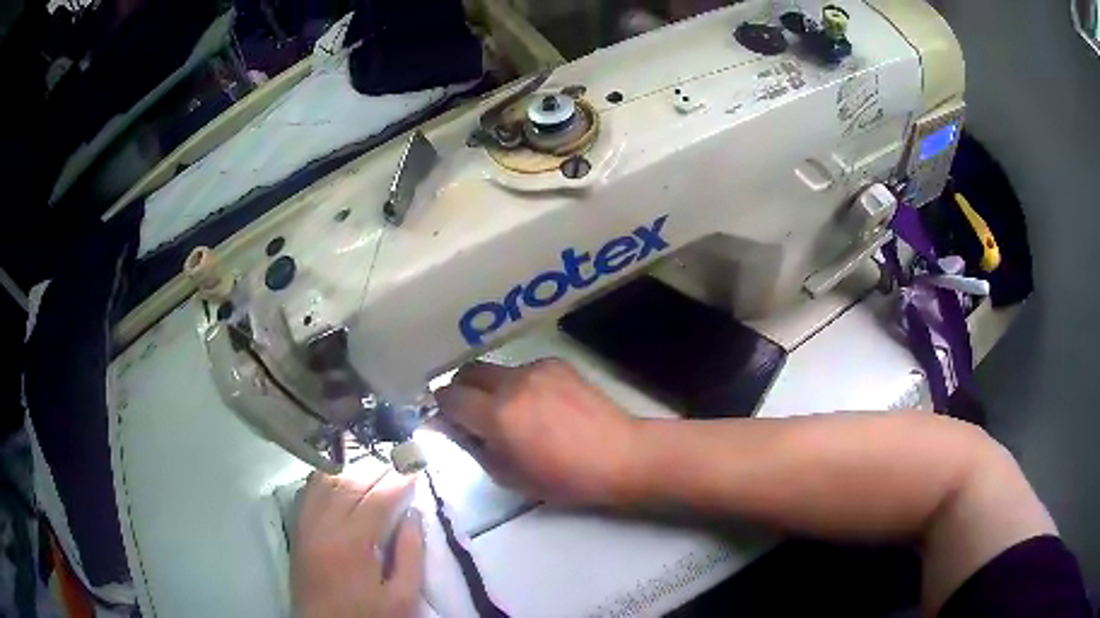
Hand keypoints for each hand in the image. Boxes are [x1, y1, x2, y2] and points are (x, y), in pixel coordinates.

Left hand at [291, 470, 423, 617]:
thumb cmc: (368, 616)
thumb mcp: (402, 597)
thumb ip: (411, 554)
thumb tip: (413, 514)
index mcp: (352, 543)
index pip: (377, 499)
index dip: (398, 482)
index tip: (415, 473)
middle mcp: (324, 526)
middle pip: (349, 484)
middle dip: (377, 471)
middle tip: (398, 466)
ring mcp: (306, 526)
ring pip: (325, 482)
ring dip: (351, 471)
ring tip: (373, 472)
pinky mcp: (297, 531)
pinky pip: (308, 493)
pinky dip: (325, 479)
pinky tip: (339, 479)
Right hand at [434, 359, 639, 505]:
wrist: (619, 455)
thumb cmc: (563, 477)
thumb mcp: (508, 475)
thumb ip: (472, 446)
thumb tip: (449, 426)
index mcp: (497, 414)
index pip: (449, 396)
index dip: (442, 408)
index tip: (447, 419)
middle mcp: (512, 382)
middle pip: (467, 371)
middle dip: (460, 389)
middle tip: (469, 412)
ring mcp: (536, 368)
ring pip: (496, 370)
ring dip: (491, 387)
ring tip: (511, 412)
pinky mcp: (557, 363)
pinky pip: (523, 369)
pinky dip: (518, 384)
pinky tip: (540, 405)